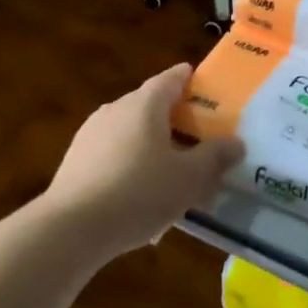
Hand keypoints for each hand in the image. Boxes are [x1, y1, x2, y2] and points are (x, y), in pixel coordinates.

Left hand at [43, 63, 242, 255]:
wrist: (71, 228)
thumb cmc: (139, 192)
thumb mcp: (189, 178)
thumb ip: (215, 157)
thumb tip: (236, 143)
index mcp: (145, 104)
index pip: (170, 79)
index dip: (188, 79)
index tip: (202, 83)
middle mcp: (115, 109)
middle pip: (149, 105)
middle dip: (173, 117)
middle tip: (197, 135)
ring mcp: (90, 134)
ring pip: (130, 131)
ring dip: (150, 144)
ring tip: (170, 171)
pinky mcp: (75, 161)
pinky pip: (112, 154)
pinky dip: (129, 164)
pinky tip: (139, 195)